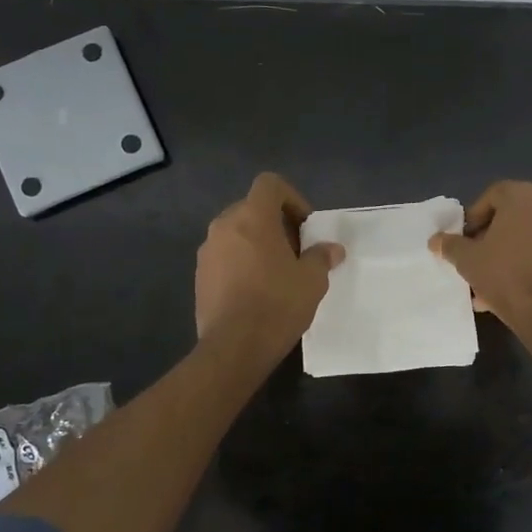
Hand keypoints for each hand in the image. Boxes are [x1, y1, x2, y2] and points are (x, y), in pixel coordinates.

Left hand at [195, 173, 343, 356]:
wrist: (234, 347)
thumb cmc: (278, 304)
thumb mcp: (312, 280)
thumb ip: (321, 257)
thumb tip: (332, 249)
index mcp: (252, 217)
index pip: (270, 184)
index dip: (292, 198)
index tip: (305, 226)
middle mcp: (224, 226)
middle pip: (252, 209)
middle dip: (276, 224)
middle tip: (296, 252)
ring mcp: (207, 252)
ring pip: (236, 234)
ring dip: (257, 244)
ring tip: (277, 273)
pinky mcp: (200, 276)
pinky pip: (224, 257)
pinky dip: (241, 263)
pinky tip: (256, 291)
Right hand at [429, 180, 531, 337]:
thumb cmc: (506, 275)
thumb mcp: (468, 260)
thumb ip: (450, 245)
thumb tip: (436, 240)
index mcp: (523, 195)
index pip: (492, 196)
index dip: (474, 218)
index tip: (464, 241)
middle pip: (512, 216)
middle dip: (491, 238)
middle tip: (476, 260)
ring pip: (528, 237)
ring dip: (508, 254)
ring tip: (489, 283)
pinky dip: (528, 263)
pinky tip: (512, 291)